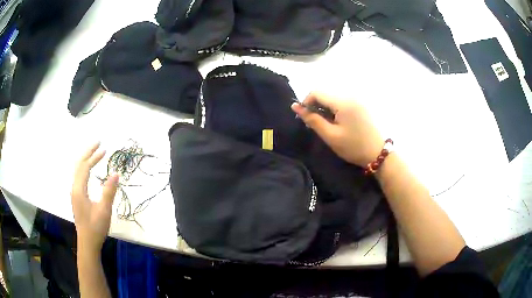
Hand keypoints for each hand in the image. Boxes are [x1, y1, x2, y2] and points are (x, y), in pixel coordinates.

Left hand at [71, 143, 118, 255]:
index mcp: (79, 189)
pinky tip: (89, 171)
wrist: (88, 243)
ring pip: (77, 171)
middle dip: (88, 153)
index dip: (93, 156)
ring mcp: (74, 193)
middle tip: (98, 144)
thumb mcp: (104, 210)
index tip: (104, 149)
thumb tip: (115, 173)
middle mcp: (74, 188)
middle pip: (79, 165)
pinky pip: (79, 177)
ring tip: (94, 154)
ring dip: (86, 160)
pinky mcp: (77, 197)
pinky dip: (84, 168)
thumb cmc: (95, 227)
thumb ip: (109, 191)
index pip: (84, 167)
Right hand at [291, 92, 383, 166]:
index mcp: (343, 102)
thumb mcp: (330, 136)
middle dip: (316, 105)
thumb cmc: (353, 147)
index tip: (305, 117)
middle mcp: (350, 96)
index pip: (317, 92)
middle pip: (325, 93)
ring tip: (327, 124)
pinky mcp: (361, 104)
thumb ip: (312, 119)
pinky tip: (338, 122)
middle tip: (315, 123)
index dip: (306, 102)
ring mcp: (357, 99)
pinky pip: (342, 101)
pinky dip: (335, 109)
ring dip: (325, 107)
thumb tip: (295, 106)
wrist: (378, 153)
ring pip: (333, 97)